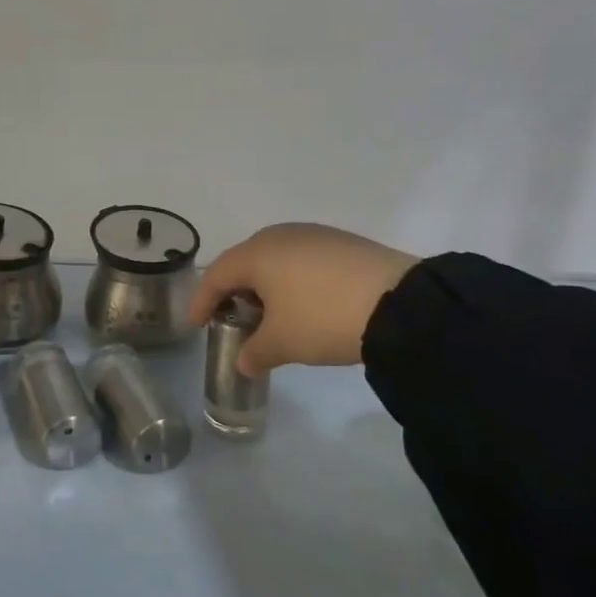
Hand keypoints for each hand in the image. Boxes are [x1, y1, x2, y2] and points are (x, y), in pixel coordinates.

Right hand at [189, 224, 418, 375]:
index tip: (195, 325)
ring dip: (265, 285)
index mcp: (257, 253)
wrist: (400, 303)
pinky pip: (303, 259)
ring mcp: (315, 235)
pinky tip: (304, 303)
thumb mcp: (283, 343)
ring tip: (270, 314)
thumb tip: (244, 361)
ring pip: (276, 258)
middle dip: (234, 290)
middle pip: (245, 261)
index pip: (216, 275)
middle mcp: (281, 235)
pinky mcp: (343, 243)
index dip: (201, 302)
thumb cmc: (322, 318)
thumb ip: (255, 352)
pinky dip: (293, 281)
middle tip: (231, 317)